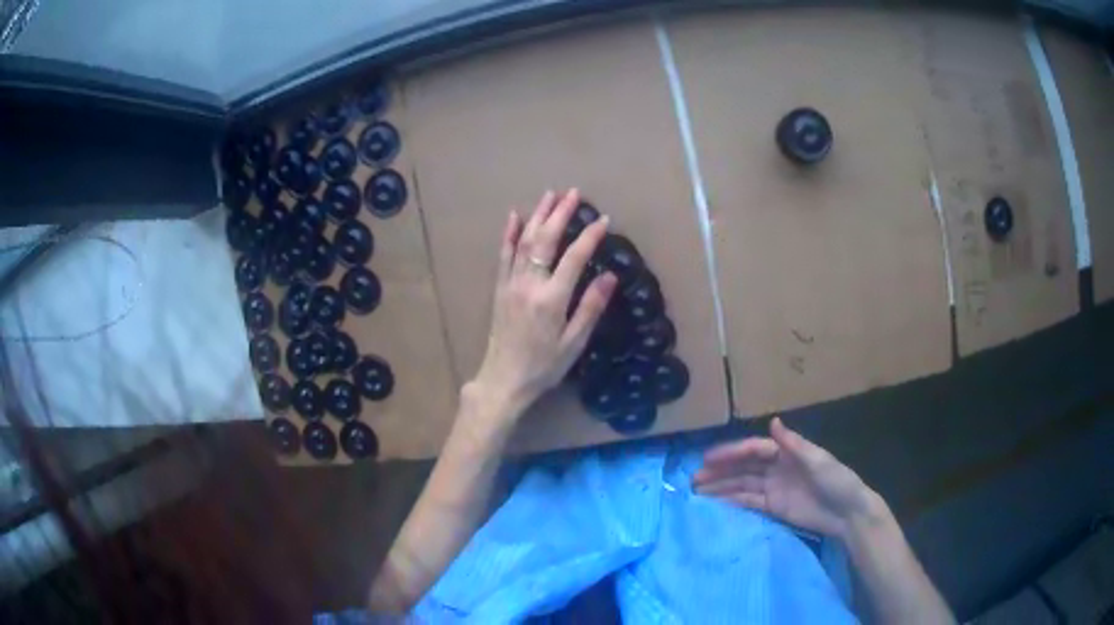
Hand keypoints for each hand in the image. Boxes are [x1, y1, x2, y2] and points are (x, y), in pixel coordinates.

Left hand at [469, 189, 617, 418]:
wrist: (504, 380)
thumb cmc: (544, 366)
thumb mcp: (574, 343)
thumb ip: (591, 307)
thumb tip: (609, 276)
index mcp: (552, 299)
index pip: (574, 257)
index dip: (590, 236)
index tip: (604, 220)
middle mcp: (529, 284)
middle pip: (545, 240)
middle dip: (560, 213)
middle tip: (574, 193)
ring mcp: (511, 284)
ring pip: (524, 241)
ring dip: (537, 216)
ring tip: (550, 195)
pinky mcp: (499, 288)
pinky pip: (503, 255)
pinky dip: (509, 233)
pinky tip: (514, 216)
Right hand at [693, 417, 883, 538]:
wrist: (847, 513)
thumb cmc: (835, 480)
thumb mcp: (817, 460)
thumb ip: (793, 444)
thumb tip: (772, 421)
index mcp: (786, 452)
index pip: (753, 449)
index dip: (731, 452)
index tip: (707, 458)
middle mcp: (776, 467)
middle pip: (743, 467)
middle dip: (719, 470)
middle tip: (694, 477)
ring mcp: (774, 488)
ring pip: (741, 485)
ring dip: (721, 487)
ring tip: (697, 492)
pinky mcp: (774, 507)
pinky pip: (748, 502)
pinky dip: (732, 502)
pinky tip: (715, 504)